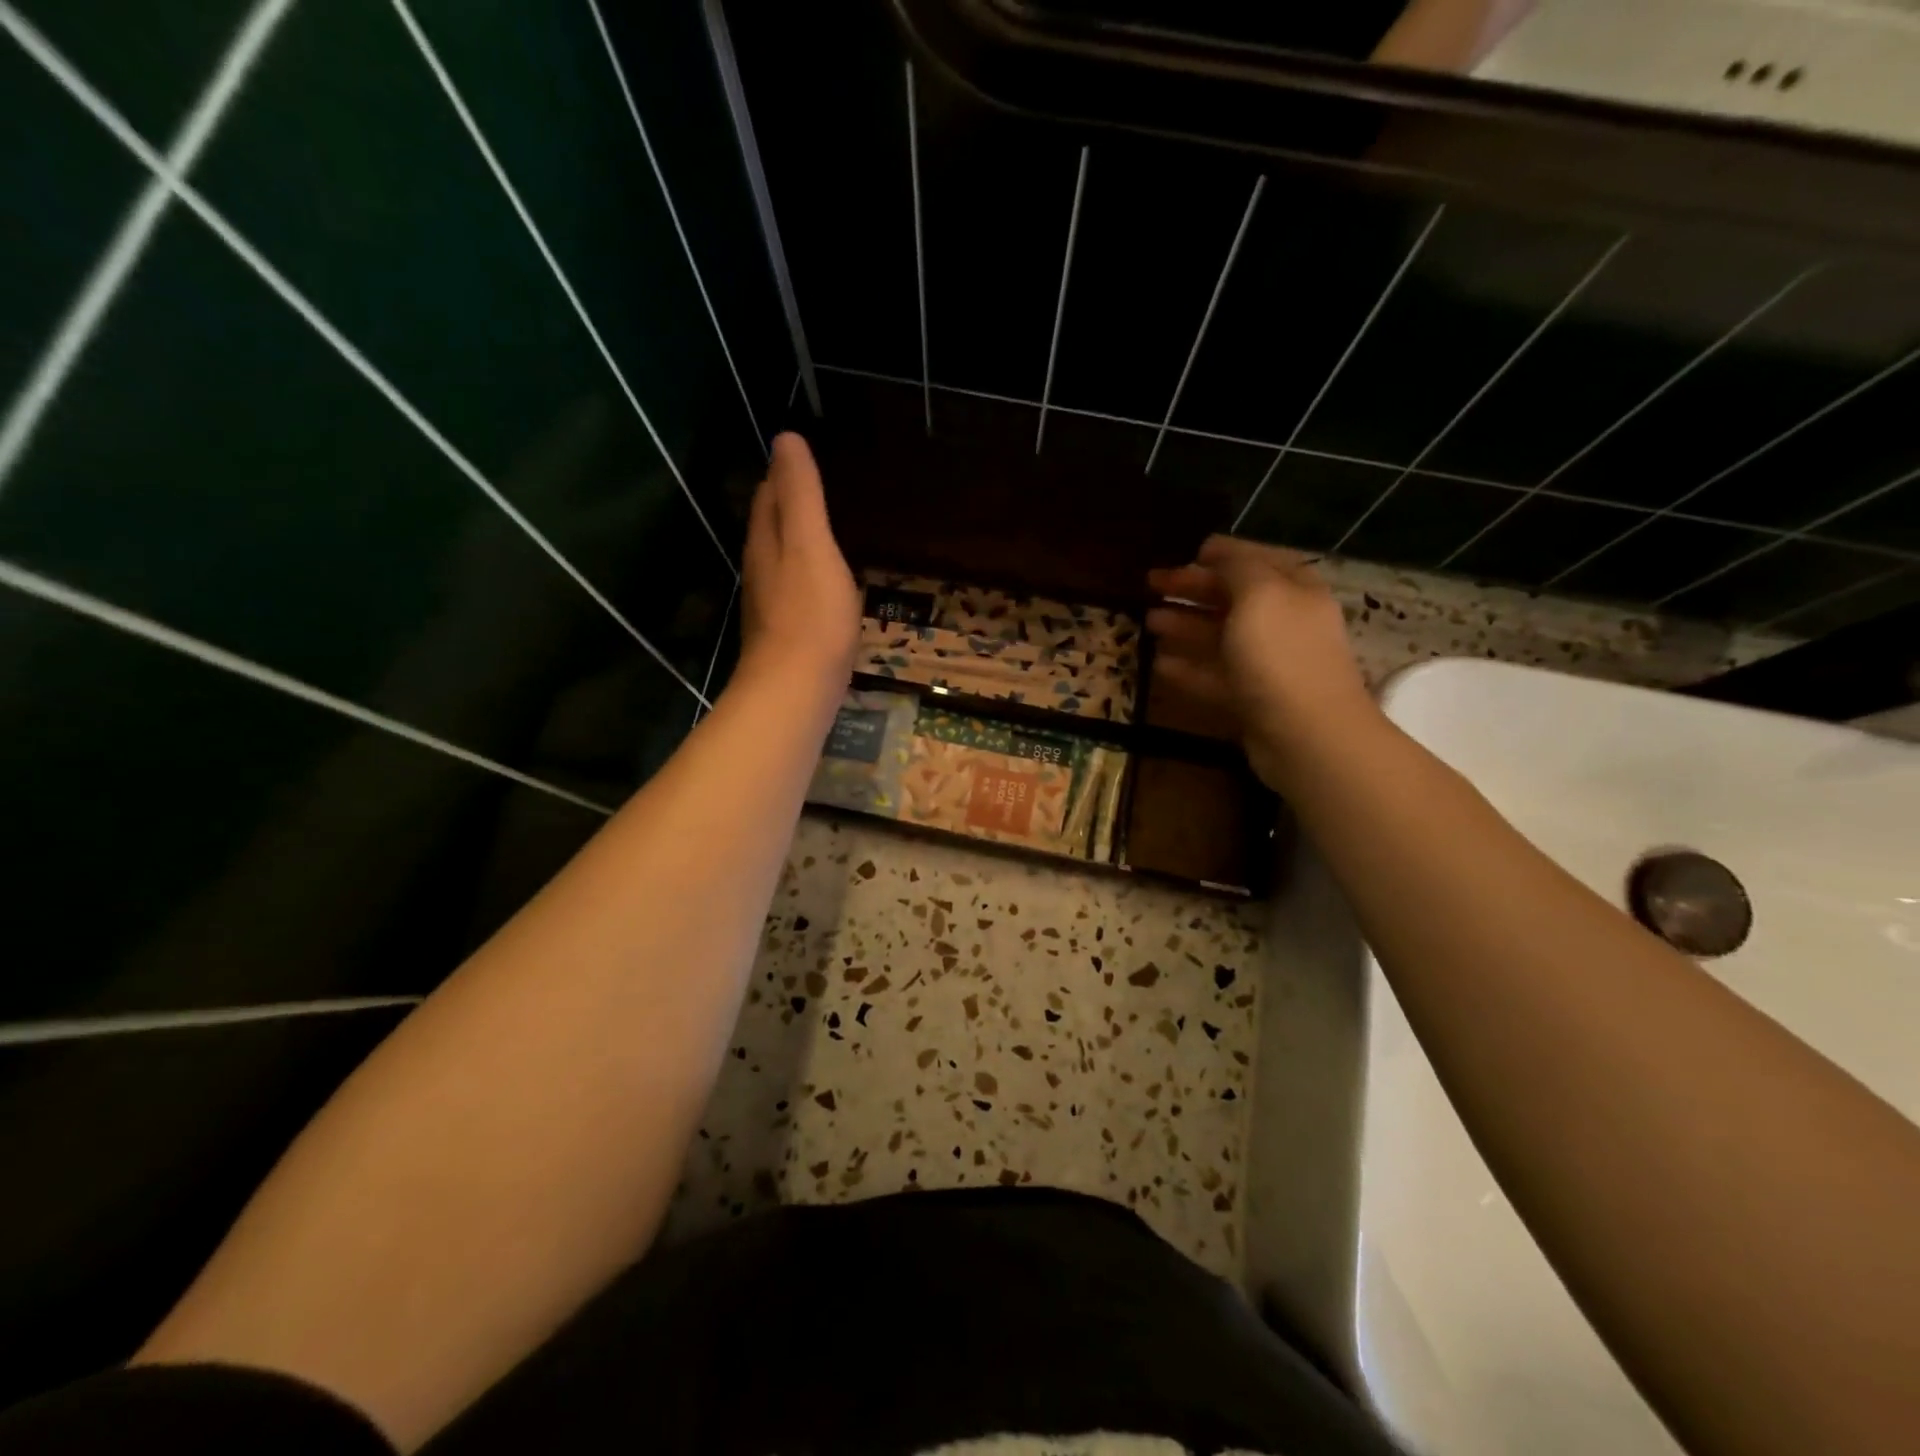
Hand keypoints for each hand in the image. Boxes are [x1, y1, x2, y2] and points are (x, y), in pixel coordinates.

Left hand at [738, 432, 860, 694]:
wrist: (796, 689)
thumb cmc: (810, 614)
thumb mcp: (811, 544)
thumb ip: (801, 494)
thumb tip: (785, 438)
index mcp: (766, 543)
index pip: (768, 497)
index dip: (782, 476)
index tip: (803, 460)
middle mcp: (761, 571)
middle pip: (770, 528)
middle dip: (787, 507)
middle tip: (817, 490)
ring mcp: (771, 606)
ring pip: (781, 562)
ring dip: (798, 544)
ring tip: (822, 533)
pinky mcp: (787, 635)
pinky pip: (797, 593)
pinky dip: (808, 578)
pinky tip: (825, 586)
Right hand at [1146, 536, 1376, 792]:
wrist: (1307, 735)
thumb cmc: (1281, 655)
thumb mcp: (1259, 594)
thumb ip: (1236, 566)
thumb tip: (1215, 549)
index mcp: (1293, 590)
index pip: (1255, 560)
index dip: (1222, 554)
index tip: (1187, 551)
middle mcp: (1283, 622)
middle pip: (1232, 598)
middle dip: (1193, 589)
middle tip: (1151, 584)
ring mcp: (1268, 664)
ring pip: (1220, 637)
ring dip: (1184, 626)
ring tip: (1148, 622)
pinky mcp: (1252, 699)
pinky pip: (1215, 677)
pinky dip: (1188, 668)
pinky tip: (1158, 664)